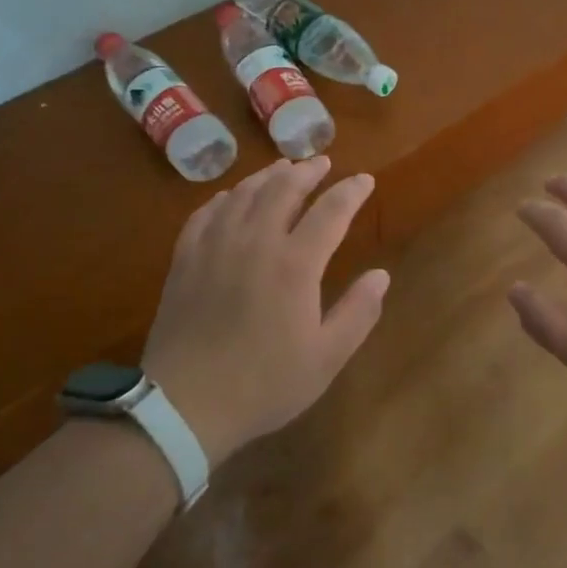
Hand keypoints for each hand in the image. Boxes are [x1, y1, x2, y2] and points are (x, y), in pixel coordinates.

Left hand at [141, 156, 389, 465]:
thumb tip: (381, 275)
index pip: (331, 211)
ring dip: (268, 176)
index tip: (365, 180)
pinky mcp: (185, 259)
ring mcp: (215, 246)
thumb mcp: (326, 357)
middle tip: (323, 162)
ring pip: (244, 194)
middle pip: (284, 189)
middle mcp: (256, 242)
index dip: (351, 191)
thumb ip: (358, 312)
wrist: (186, 404)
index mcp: (295, 264)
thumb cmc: (264, 384)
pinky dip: (225, 197)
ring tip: (283, 168)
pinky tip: (232, 197)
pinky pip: (206, 213)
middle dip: (308, 171)